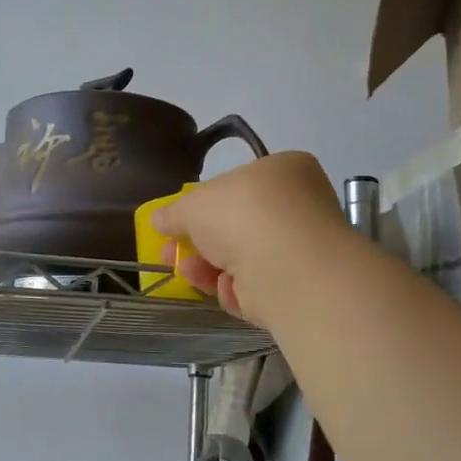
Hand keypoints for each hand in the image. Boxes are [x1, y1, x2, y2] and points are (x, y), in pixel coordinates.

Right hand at [152, 152, 346, 327]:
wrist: (283, 264)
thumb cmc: (241, 213)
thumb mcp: (192, 204)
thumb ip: (173, 212)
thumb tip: (159, 220)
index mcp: (285, 171)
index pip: (241, 184)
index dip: (206, 204)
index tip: (178, 222)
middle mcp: (299, 207)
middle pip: (238, 226)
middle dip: (199, 242)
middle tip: (169, 253)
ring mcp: (301, 250)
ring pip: (244, 260)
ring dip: (209, 267)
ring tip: (184, 271)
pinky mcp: (299, 288)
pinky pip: (256, 287)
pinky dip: (235, 289)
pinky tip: (223, 287)